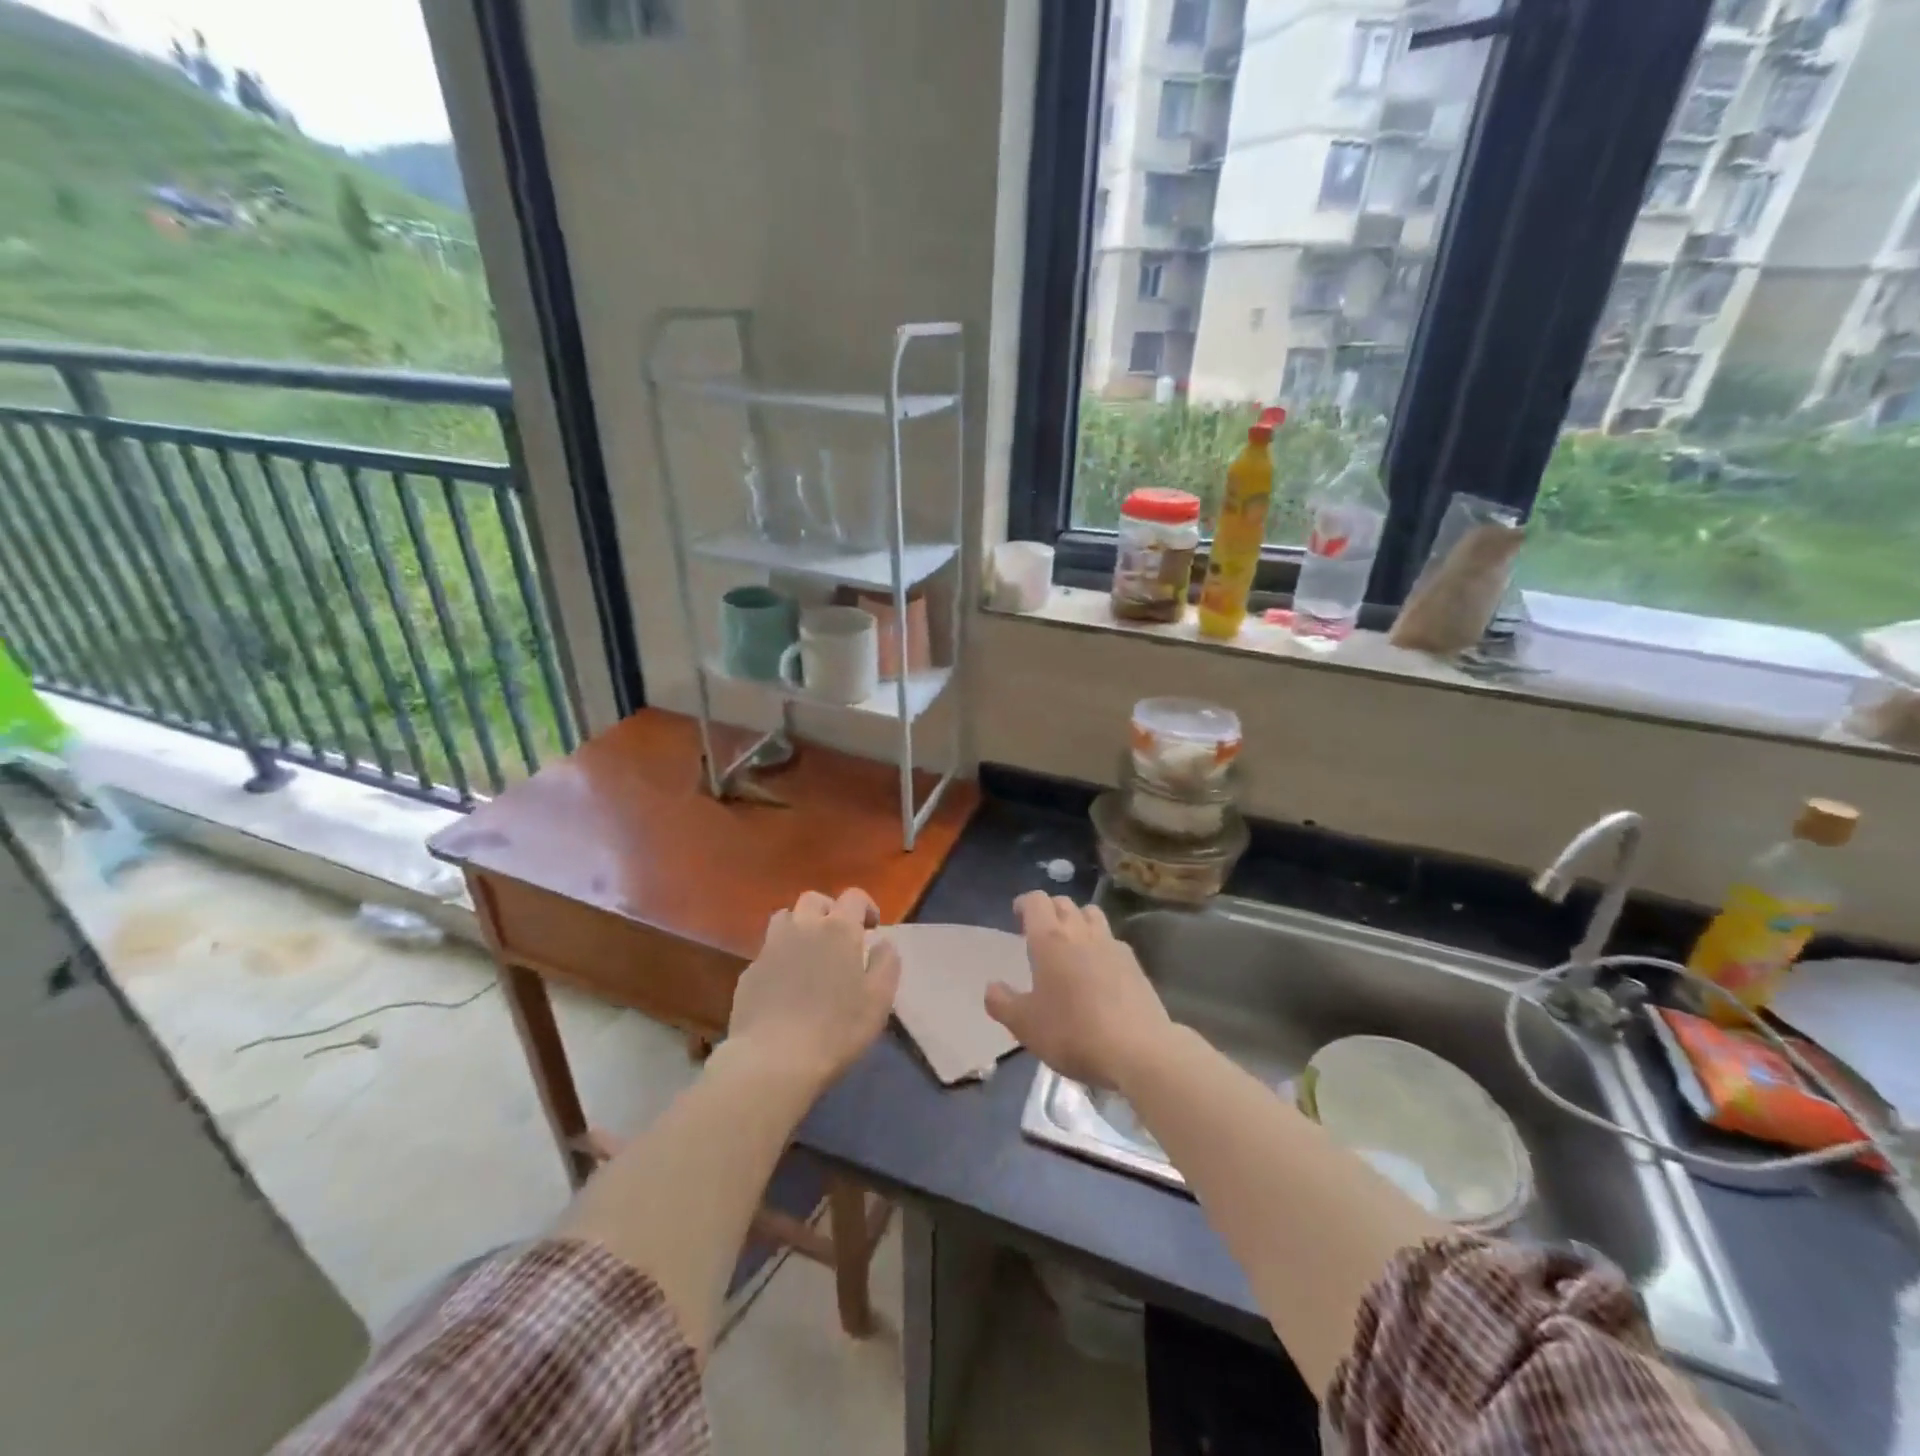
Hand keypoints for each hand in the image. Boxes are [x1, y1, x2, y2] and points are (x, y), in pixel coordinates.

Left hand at [728, 888, 901, 1089]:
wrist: (773, 1060)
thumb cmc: (837, 1029)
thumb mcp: (879, 999)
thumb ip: (886, 963)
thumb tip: (883, 942)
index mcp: (838, 929)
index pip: (853, 897)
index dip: (865, 906)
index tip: (871, 928)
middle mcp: (803, 928)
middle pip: (814, 900)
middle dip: (829, 910)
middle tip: (838, 937)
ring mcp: (771, 948)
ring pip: (784, 918)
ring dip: (799, 927)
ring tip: (808, 953)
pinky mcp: (749, 973)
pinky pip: (767, 952)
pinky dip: (779, 958)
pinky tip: (785, 985)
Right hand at [985, 891, 1172, 1089]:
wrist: (1138, 1050)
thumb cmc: (1073, 1033)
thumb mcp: (1025, 1025)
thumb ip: (1002, 1003)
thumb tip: (992, 987)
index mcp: (1049, 939)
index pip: (1036, 901)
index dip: (1025, 903)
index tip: (1017, 915)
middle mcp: (1081, 932)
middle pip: (1064, 903)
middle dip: (1050, 910)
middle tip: (1040, 931)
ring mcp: (1111, 945)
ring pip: (1092, 914)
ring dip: (1078, 920)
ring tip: (1071, 943)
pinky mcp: (1134, 963)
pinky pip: (1112, 940)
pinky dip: (1100, 944)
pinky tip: (1099, 968)